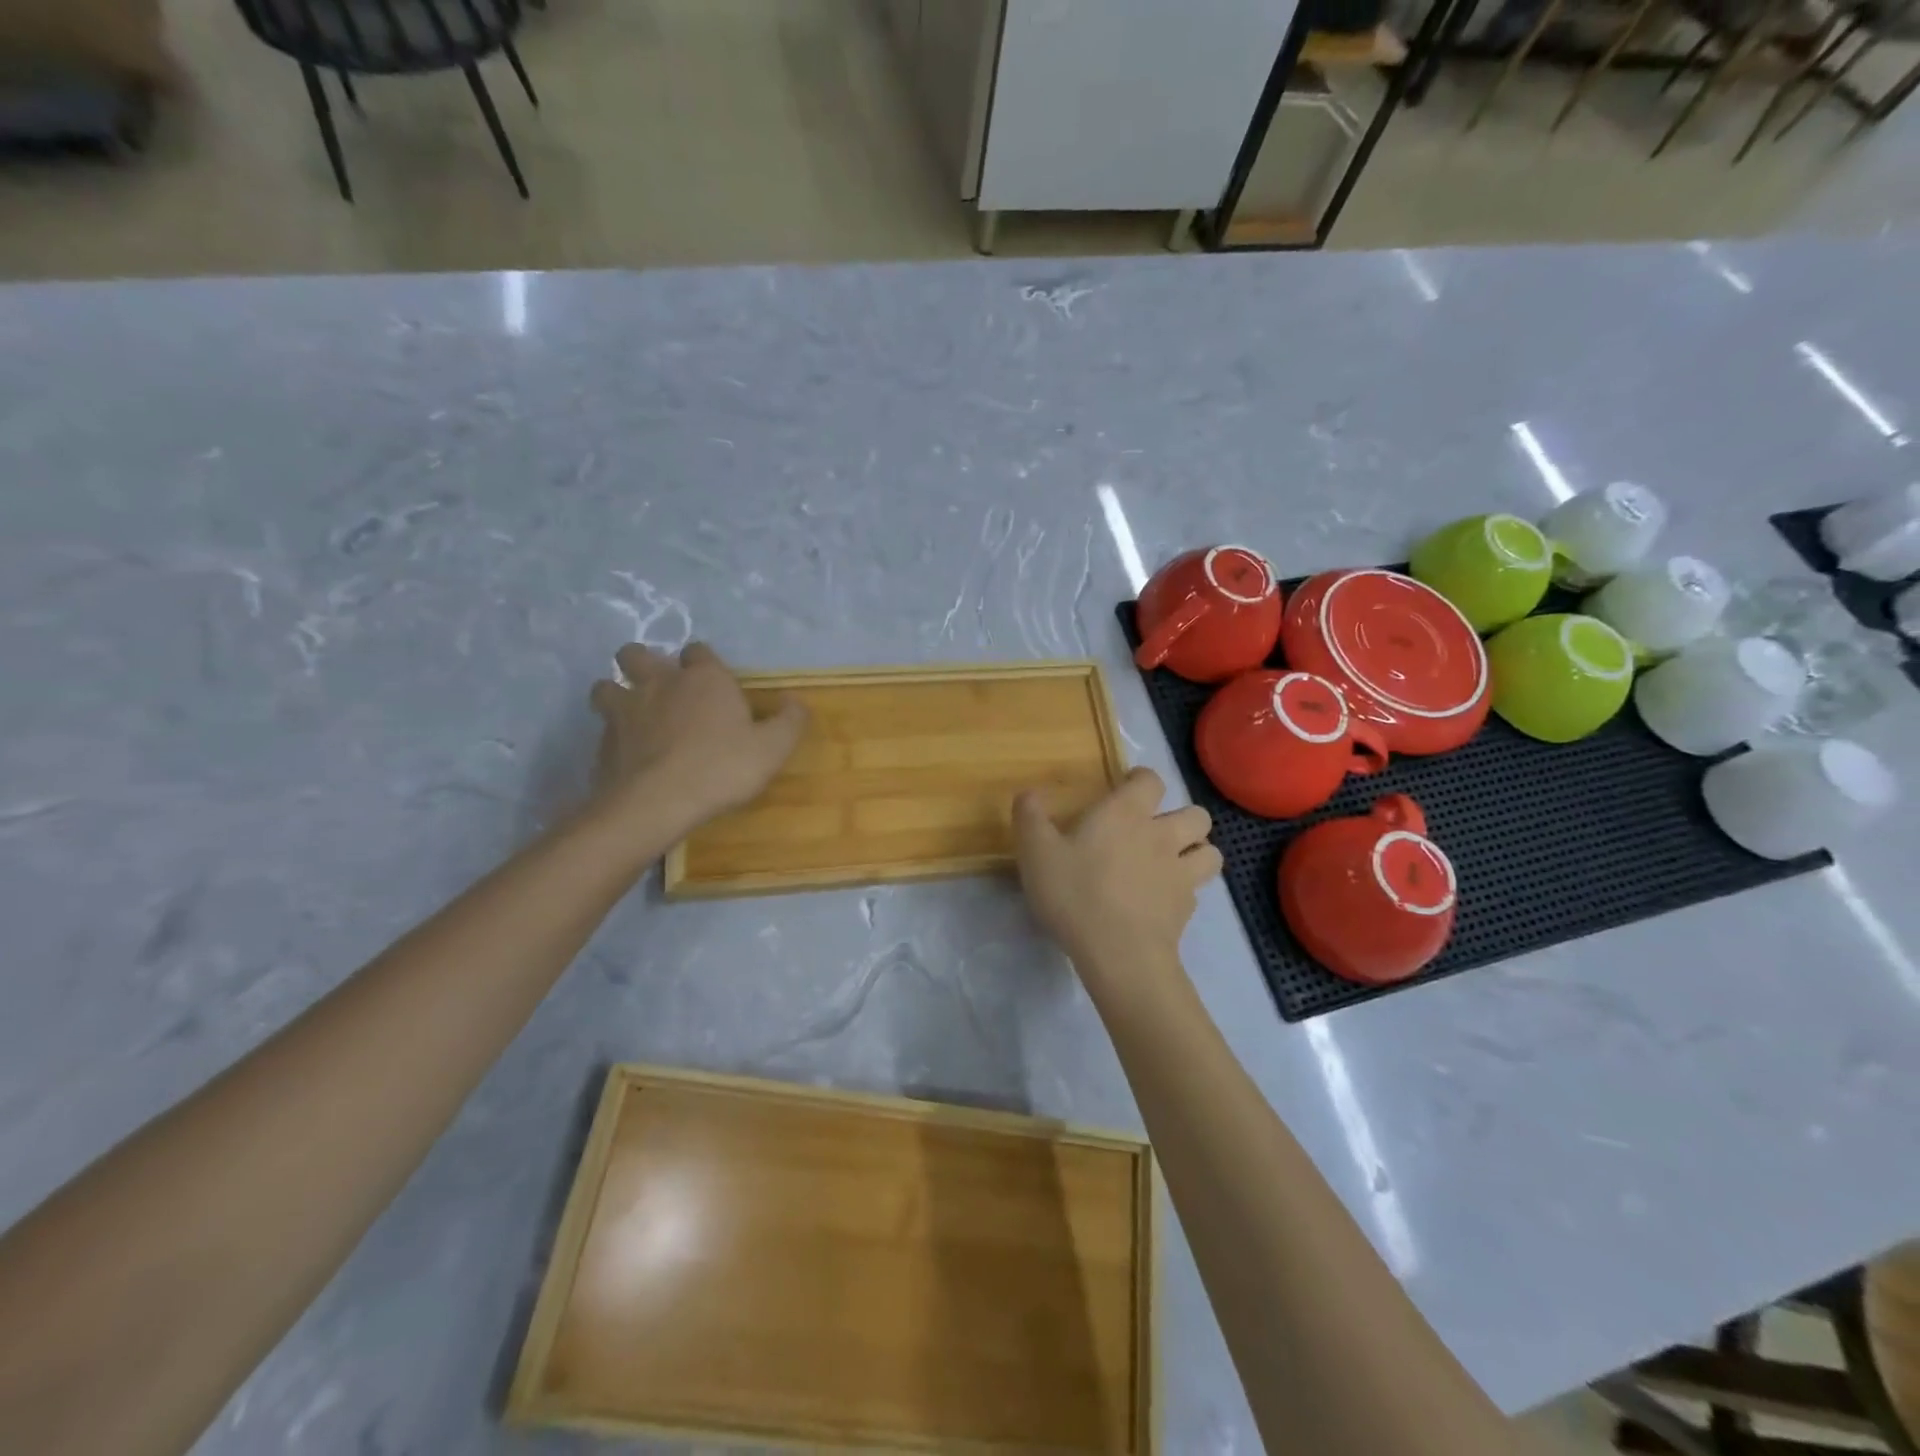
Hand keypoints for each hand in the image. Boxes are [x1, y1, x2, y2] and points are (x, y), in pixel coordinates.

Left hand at [589, 643, 808, 830]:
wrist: (657, 803)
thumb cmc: (722, 768)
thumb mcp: (772, 748)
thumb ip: (789, 721)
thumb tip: (796, 702)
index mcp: (703, 679)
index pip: (698, 650)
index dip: (702, 661)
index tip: (711, 679)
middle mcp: (659, 684)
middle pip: (636, 654)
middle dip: (643, 662)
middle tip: (659, 686)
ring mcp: (624, 711)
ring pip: (605, 686)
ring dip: (616, 693)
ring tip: (631, 714)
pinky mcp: (602, 743)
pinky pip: (602, 729)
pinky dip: (612, 737)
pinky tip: (625, 755)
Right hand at [1012, 767, 1220, 975]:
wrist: (1119, 954)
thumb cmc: (1075, 893)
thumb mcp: (1036, 852)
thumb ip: (1030, 816)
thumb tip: (1029, 793)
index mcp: (1127, 813)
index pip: (1151, 780)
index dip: (1142, 780)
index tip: (1128, 787)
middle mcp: (1162, 835)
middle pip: (1197, 814)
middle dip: (1183, 817)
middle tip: (1157, 830)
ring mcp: (1180, 873)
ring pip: (1211, 851)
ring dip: (1196, 852)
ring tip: (1174, 862)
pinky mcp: (1187, 909)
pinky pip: (1196, 891)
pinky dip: (1185, 891)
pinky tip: (1162, 901)